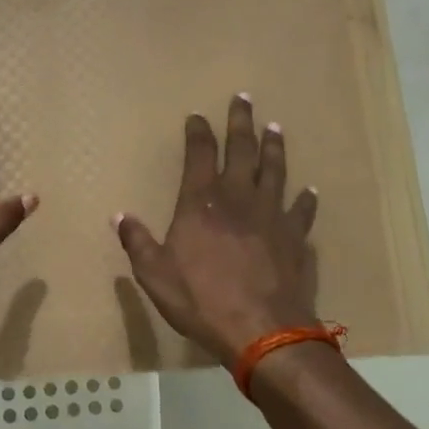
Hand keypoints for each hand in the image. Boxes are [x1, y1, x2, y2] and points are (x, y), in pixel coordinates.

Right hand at [115, 93, 319, 364]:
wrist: (262, 330)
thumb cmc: (201, 300)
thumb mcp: (155, 275)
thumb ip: (137, 242)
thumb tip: (119, 216)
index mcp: (201, 203)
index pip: (200, 155)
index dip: (198, 132)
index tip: (197, 117)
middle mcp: (239, 199)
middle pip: (242, 150)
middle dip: (241, 122)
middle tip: (243, 98)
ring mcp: (272, 216)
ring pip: (275, 171)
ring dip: (274, 147)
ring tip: (275, 128)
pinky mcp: (295, 237)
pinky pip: (302, 211)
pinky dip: (305, 199)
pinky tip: (309, 191)